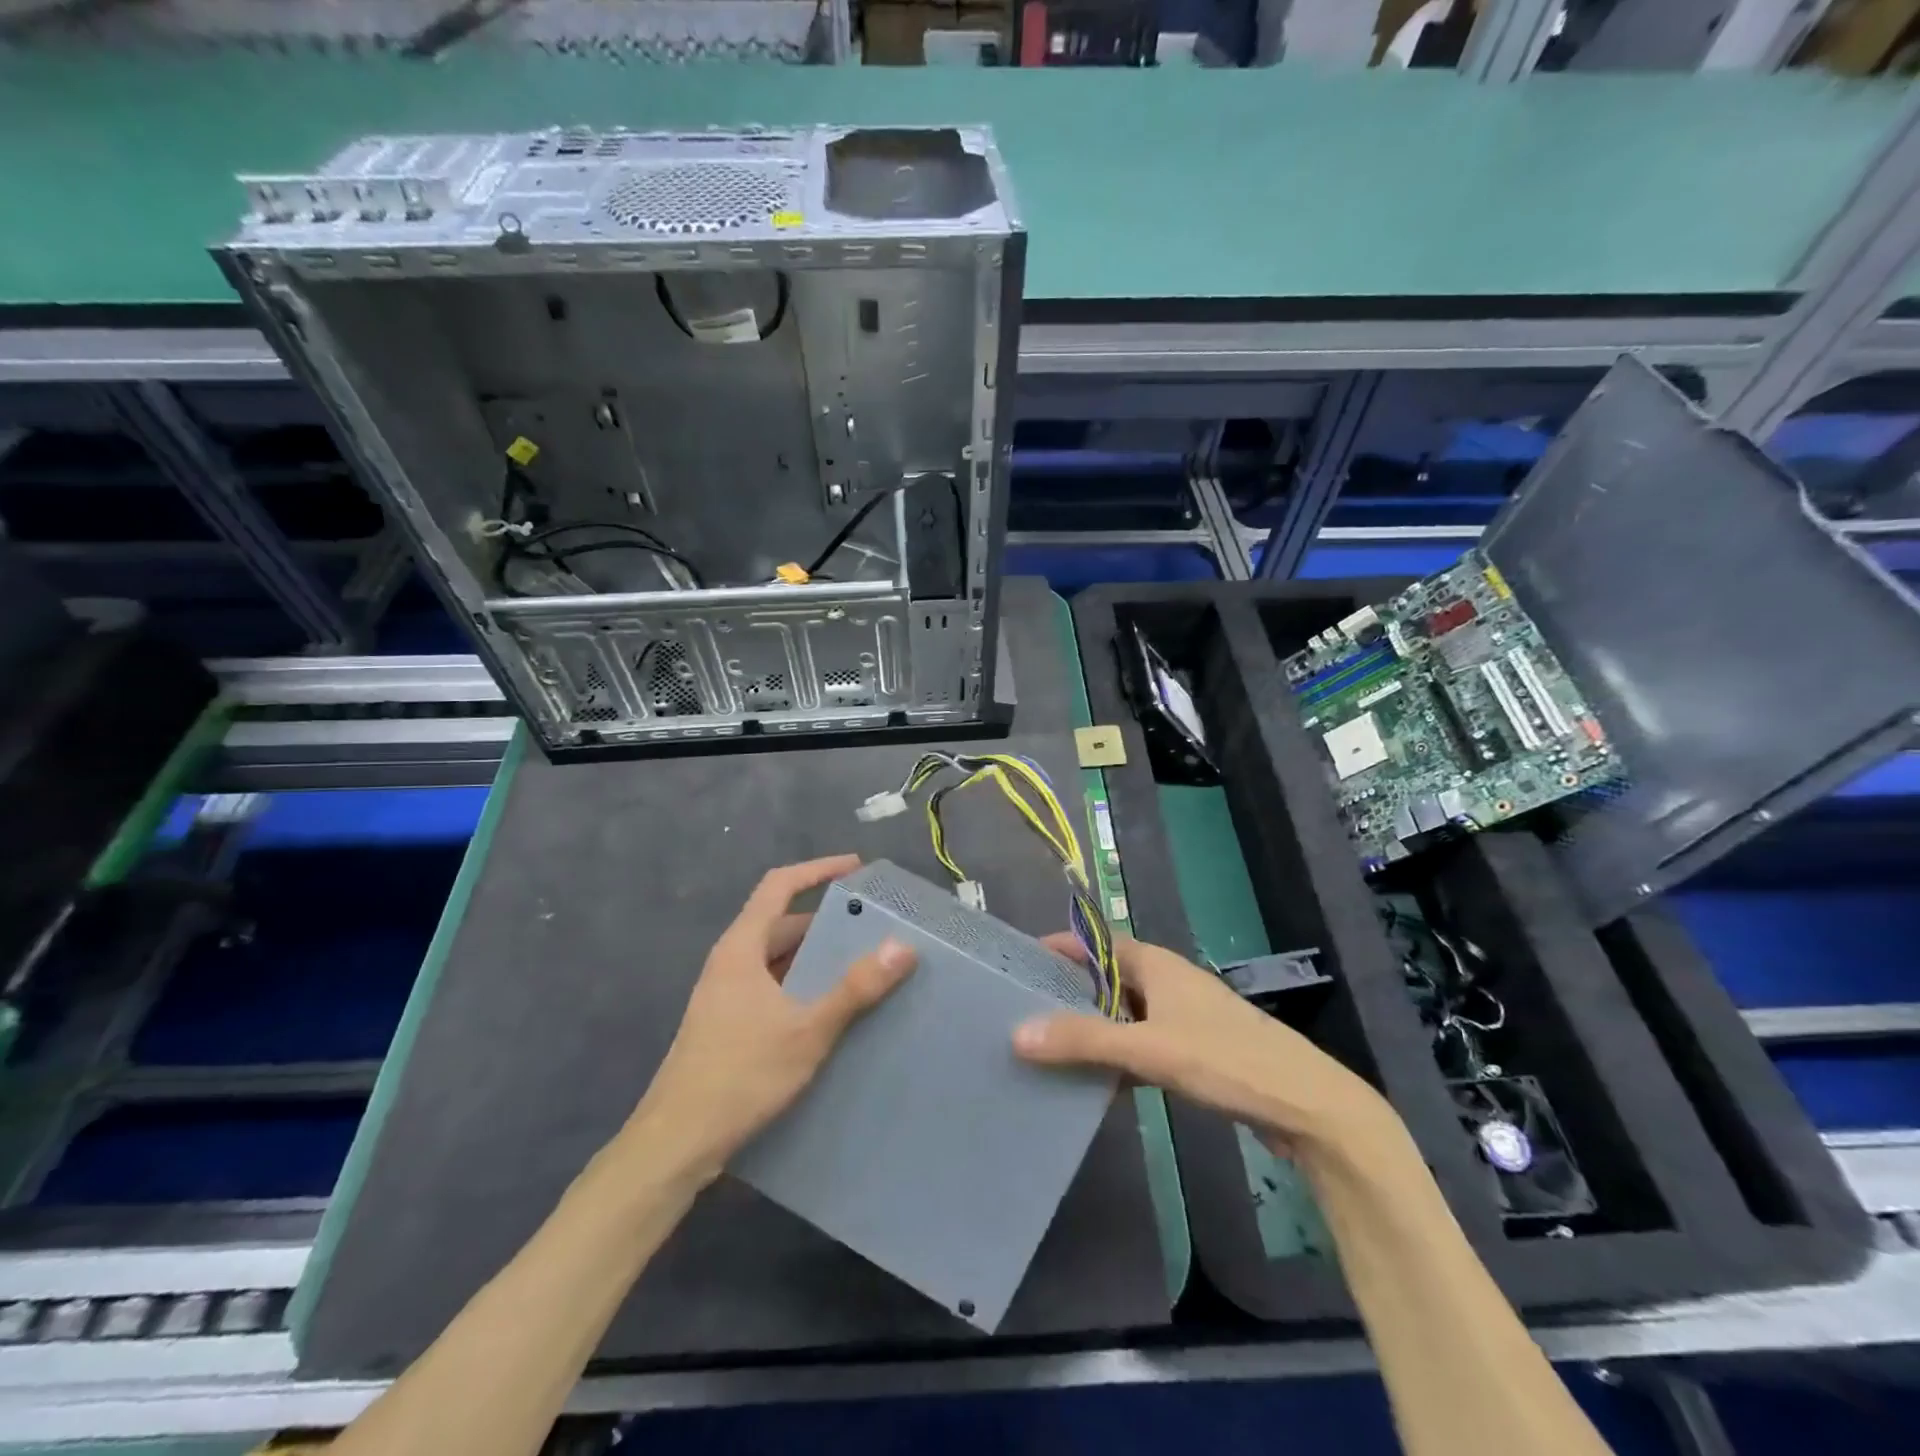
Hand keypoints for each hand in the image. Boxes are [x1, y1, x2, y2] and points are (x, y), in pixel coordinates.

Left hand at [628, 855, 915, 1180]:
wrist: (676, 1144)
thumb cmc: (740, 1075)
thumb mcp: (807, 1030)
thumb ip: (855, 988)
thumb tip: (903, 946)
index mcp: (741, 947)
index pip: (779, 885)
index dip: (817, 870)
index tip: (856, 867)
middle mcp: (731, 962)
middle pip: (781, 923)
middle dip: (826, 919)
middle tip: (872, 924)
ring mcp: (726, 995)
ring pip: (777, 958)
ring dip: (815, 955)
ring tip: (862, 963)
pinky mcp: (728, 1024)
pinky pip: (773, 986)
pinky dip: (803, 984)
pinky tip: (831, 1008)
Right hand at [1013, 934, 1390, 1160]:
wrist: (1309, 1107)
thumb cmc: (1227, 1060)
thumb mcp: (1149, 1049)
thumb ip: (1084, 1041)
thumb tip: (1016, 1033)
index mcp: (1156, 964)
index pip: (1095, 942)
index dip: (1058, 948)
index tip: (1017, 966)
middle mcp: (1167, 982)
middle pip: (1106, 979)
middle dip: (1068, 993)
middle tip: (1022, 1013)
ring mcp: (1183, 1017)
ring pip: (1124, 1015)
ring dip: (1093, 1029)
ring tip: (1048, 1050)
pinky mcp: (1196, 1051)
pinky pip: (1142, 1044)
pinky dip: (1119, 1057)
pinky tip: (1098, 1085)